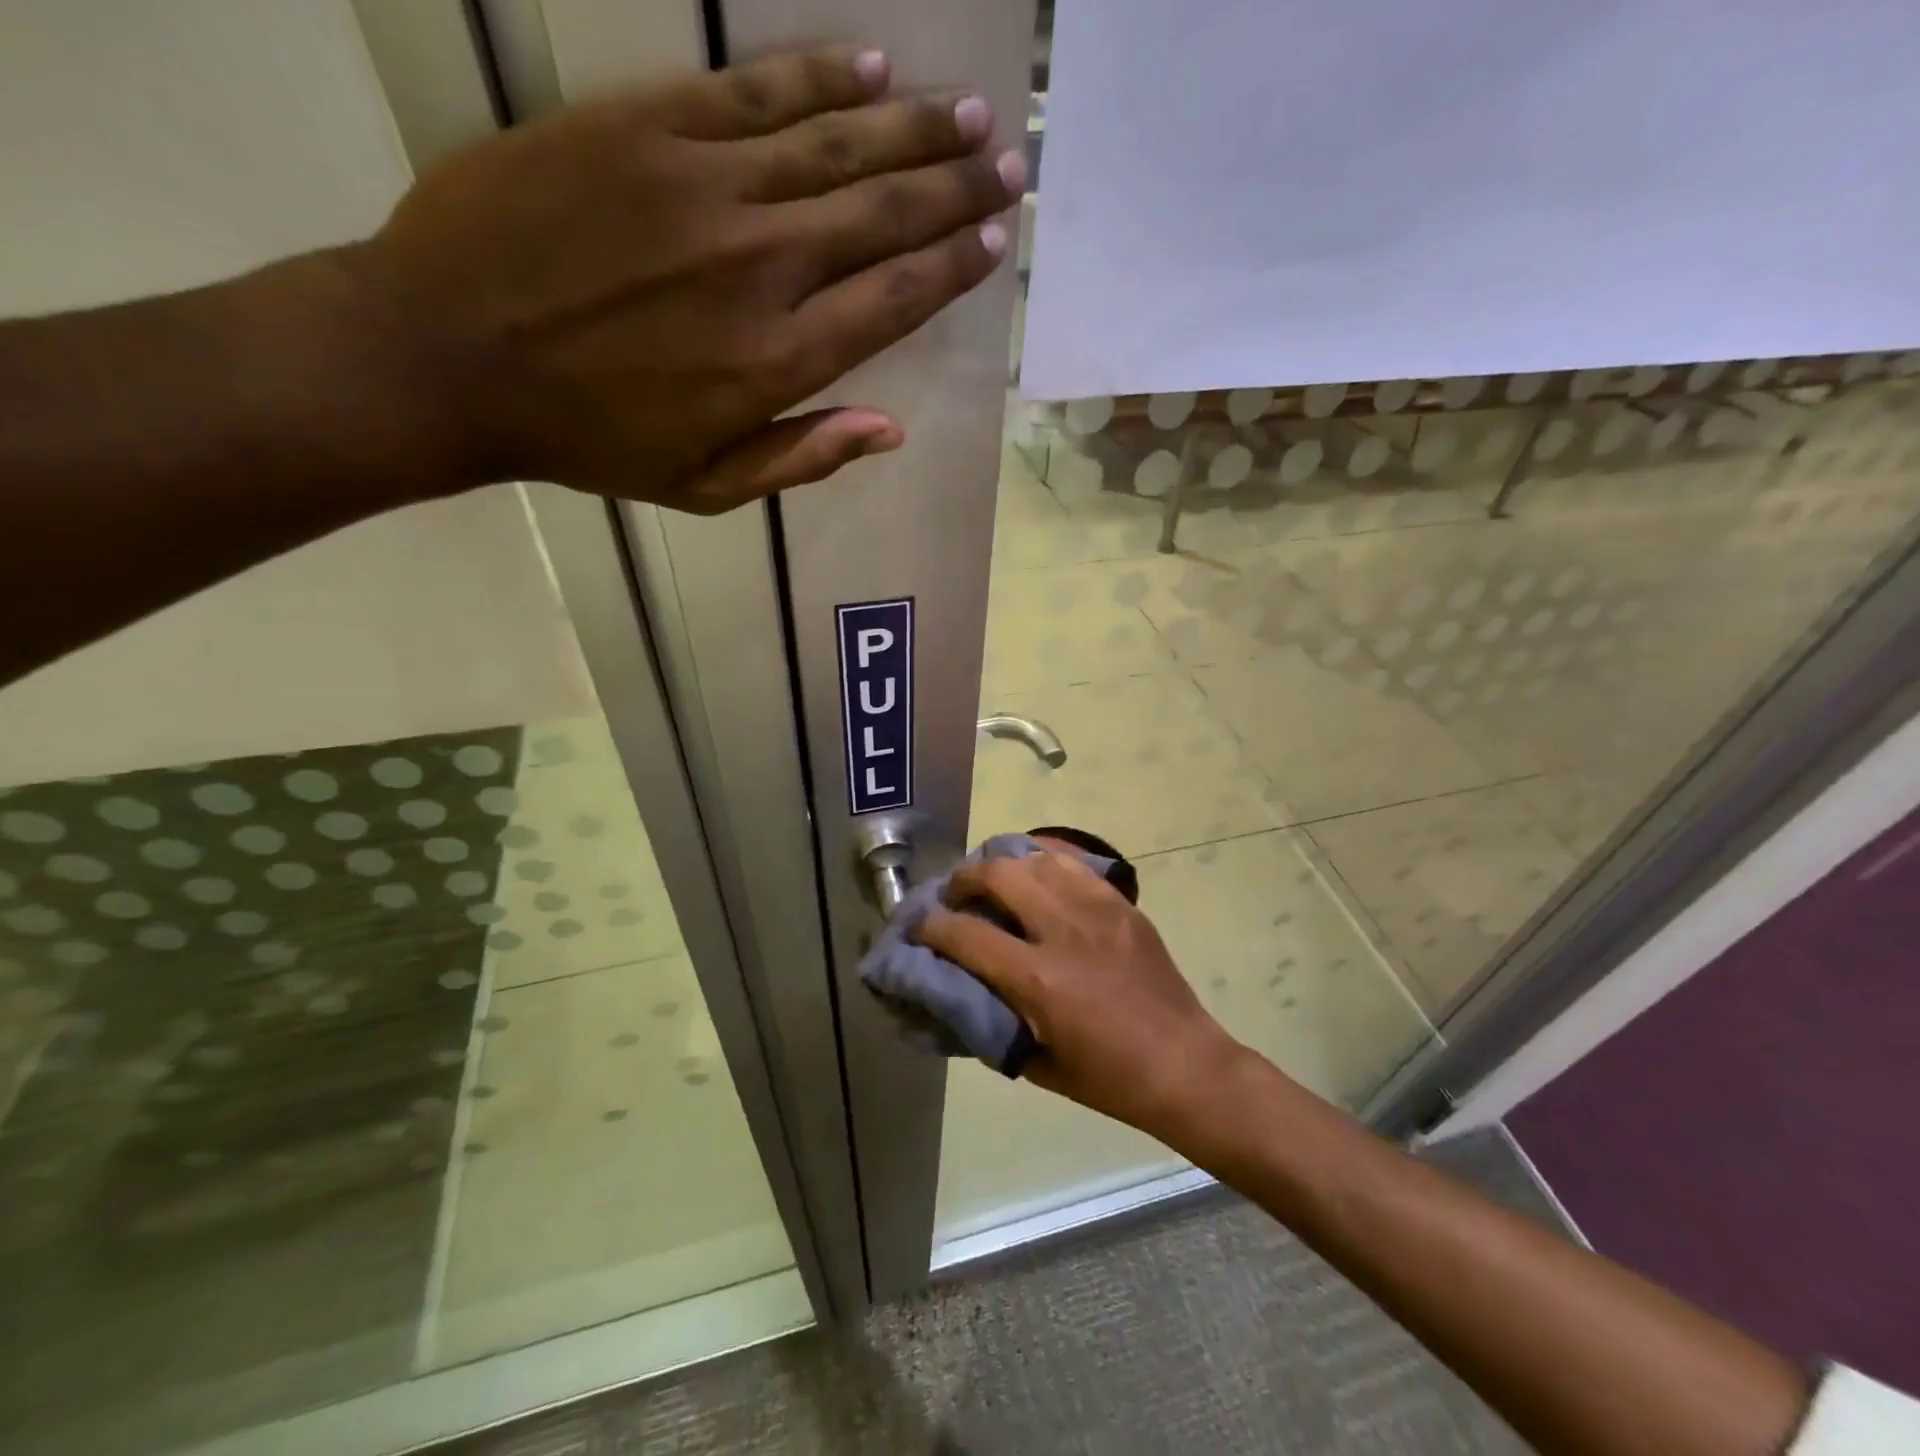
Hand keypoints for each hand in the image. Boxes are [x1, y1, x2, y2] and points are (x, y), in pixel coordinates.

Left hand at [352, 45, 1021, 510]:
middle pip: (882, 215)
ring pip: (835, 146)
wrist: (447, 356)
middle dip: (954, 188)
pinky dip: (819, 77)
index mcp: (777, 361)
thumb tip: (891, 430)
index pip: (893, 299)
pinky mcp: (646, 127)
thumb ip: (803, 458)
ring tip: (966, 115)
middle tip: (1006, 163)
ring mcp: (705, 187)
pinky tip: (870, 65)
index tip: (994, 241)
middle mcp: (761, 266)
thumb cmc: (591, 441)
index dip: (951, 267)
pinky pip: (753, 93)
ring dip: (910, 127)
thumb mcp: (706, 487)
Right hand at [915, 851, 1242, 1136]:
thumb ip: (996, 1021)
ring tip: (994, 879)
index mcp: (1038, 979)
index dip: (932, 927)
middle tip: (955, 895)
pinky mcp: (1121, 903)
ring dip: (1004, 863)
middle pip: (999, 875)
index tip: (919, 926)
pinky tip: (1036, 869)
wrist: (1184, 1064)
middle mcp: (1063, 931)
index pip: (966, 935)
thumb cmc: (1109, 1078)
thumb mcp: (1037, 1064)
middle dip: (964, 879)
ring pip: (1036, 860)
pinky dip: (1046, 859)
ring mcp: (1097, 910)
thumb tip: (964, 991)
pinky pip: (1076, 864)